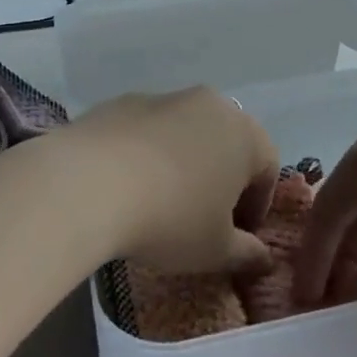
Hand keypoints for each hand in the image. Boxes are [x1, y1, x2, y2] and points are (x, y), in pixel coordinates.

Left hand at [63, 87, 279, 276]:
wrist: (89, 182)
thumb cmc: (171, 218)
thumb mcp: (215, 249)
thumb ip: (246, 253)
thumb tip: (263, 258)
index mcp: (244, 133)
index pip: (267, 169)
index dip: (257, 206)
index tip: (238, 237)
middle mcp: (210, 104)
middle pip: (227, 143)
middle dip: (222, 179)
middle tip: (204, 219)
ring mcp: (163, 98)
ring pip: (186, 133)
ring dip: (183, 163)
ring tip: (161, 202)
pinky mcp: (123, 102)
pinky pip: (147, 131)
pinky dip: (147, 153)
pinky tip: (127, 185)